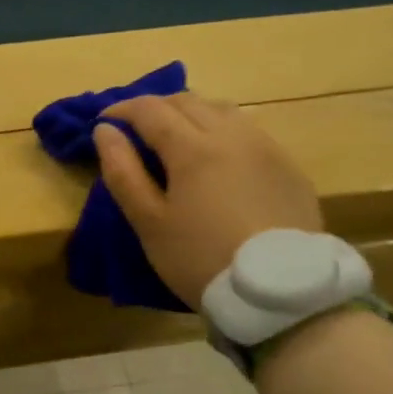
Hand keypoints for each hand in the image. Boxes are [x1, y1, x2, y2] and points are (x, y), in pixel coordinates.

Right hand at [94, 92, 322, 309]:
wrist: (279, 291)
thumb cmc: (201, 259)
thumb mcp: (149, 223)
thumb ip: (123, 173)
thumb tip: (105, 131)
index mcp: (193, 147)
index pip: (150, 109)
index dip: (122, 109)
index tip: (103, 122)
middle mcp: (232, 134)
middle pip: (187, 101)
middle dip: (155, 108)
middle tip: (135, 128)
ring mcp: (265, 147)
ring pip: (222, 110)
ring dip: (191, 113)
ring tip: (176, 136)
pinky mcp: (288, 166)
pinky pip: (249, 131)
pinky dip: (222, 131)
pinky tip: (218, 157)